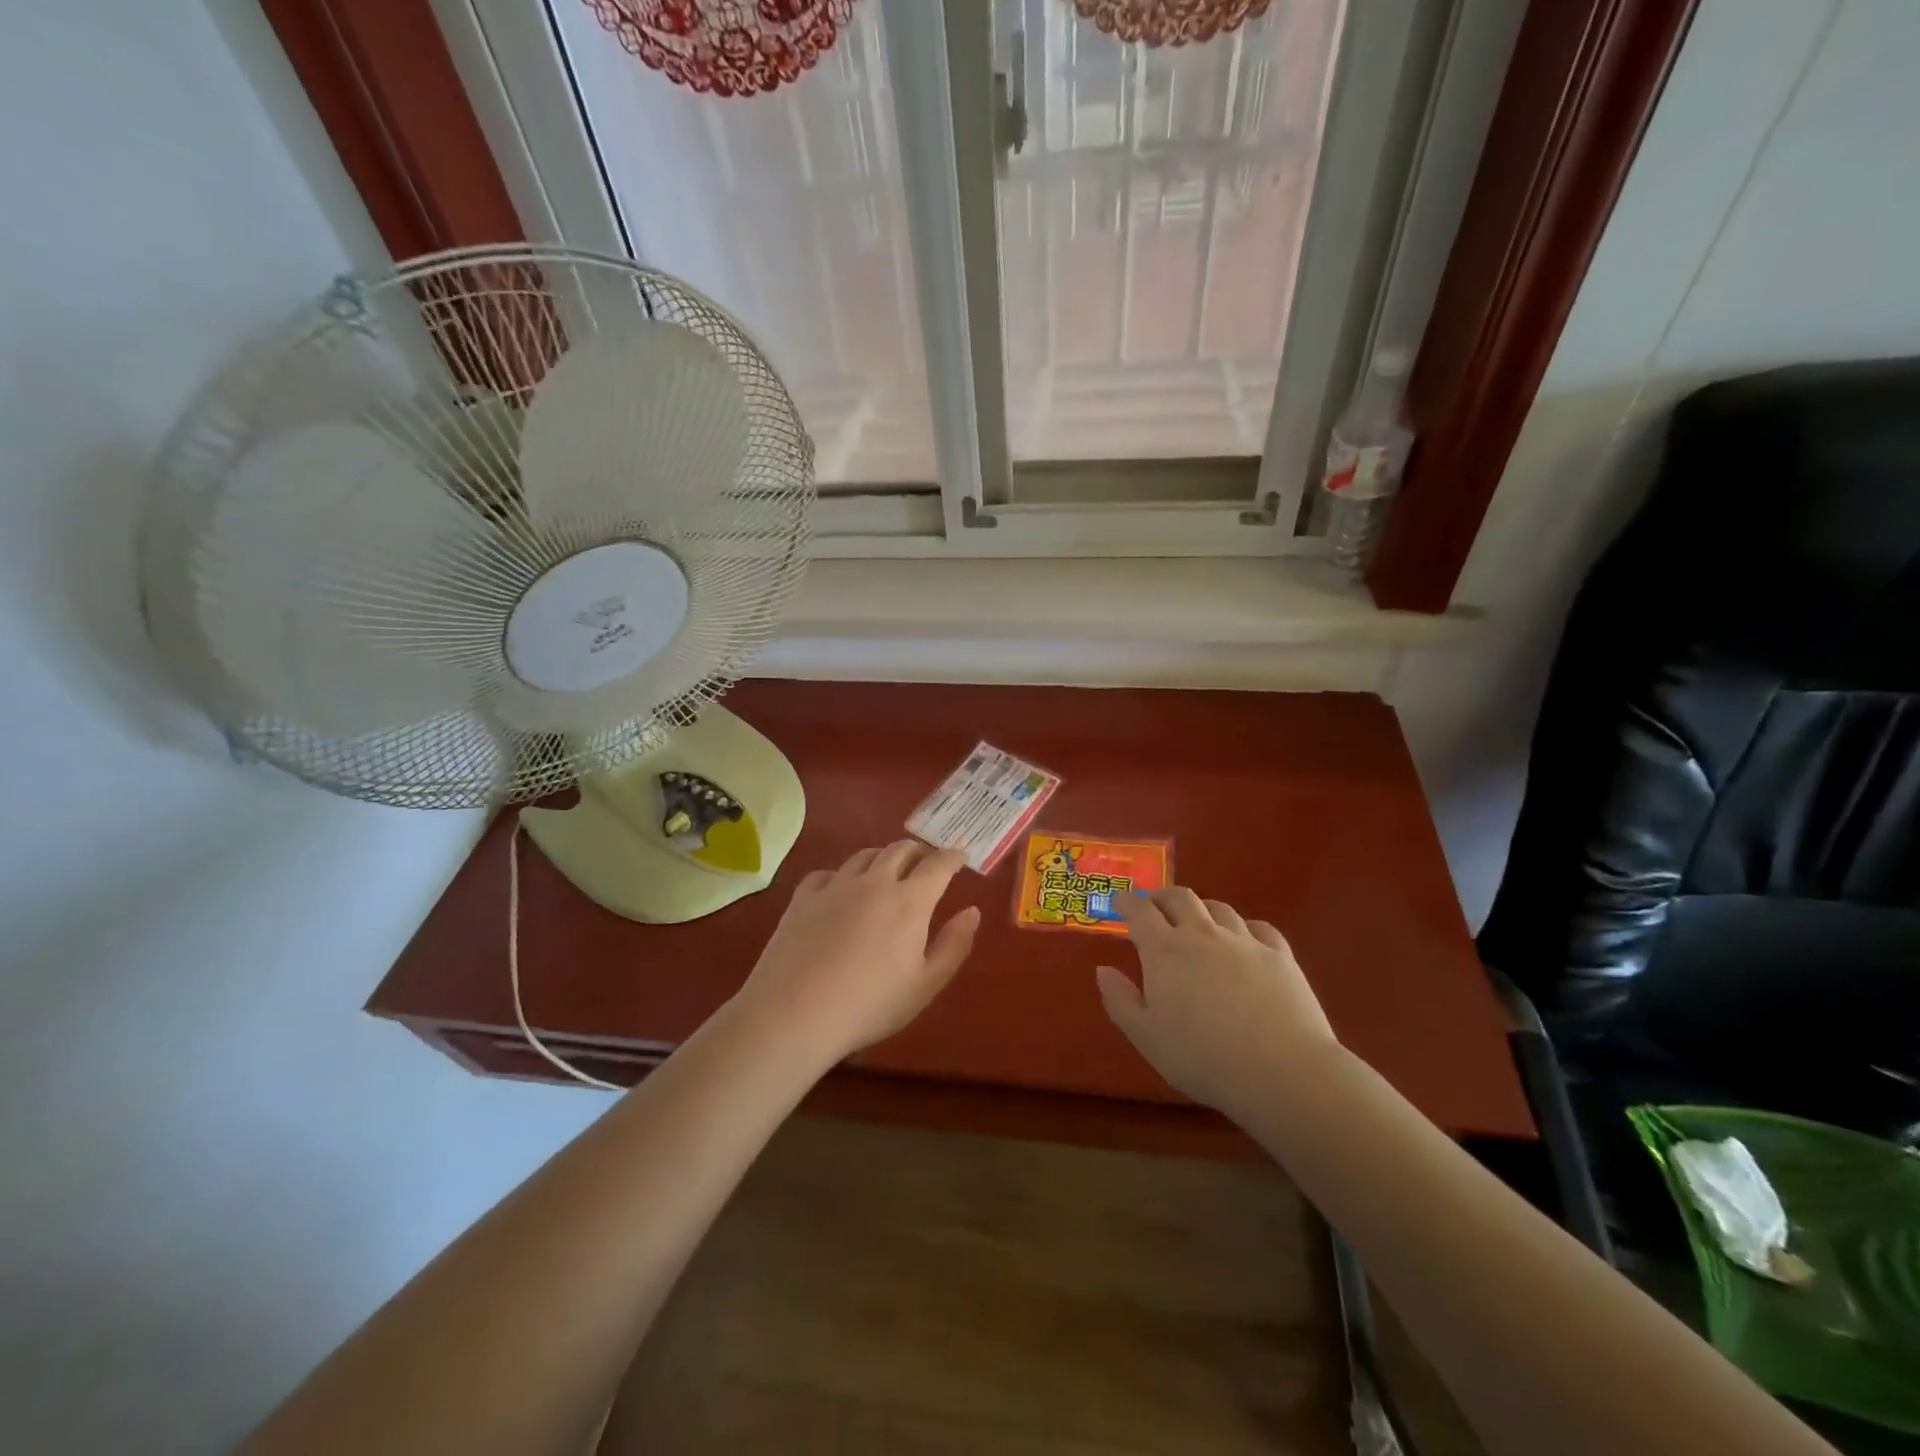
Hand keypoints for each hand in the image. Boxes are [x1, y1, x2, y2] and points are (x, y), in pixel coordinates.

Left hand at [736, 841, 980, 1065]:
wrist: (795, 1013)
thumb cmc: (870, 1005)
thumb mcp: (925, 985)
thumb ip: (953, 945)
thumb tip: (972, 911)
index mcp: (910, 901)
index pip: (938, 864)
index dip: (952, 856)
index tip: (960, 855)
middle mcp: (875, 882)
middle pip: (901, 849)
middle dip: (919, 851)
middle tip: (926, 861)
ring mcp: (835, 885)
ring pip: (864, 855)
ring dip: (883, 857)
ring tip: (887, 870)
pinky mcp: (803, 896)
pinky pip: (828, 872)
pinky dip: (842, 875)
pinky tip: (840, 890)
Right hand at [1097, 887, 1337, 1114]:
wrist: (1282, 1071)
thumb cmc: (1203, 1057)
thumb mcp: (1146, 1037)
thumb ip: (1120, 1000)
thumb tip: (1103, 969)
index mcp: (1165, 951)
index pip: (1139, 911)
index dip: (1126, 901)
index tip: (1118, 900)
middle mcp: (1202, 934)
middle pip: (1180, 897)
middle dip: (1162, 897)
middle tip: (1155, 907)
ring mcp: (1244, 941)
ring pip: (1219, 908)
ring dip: (1201, 910)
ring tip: (1198, 923)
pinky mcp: (1279, 955)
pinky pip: (1259, 927)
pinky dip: (1244, 927)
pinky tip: (1244, 940)